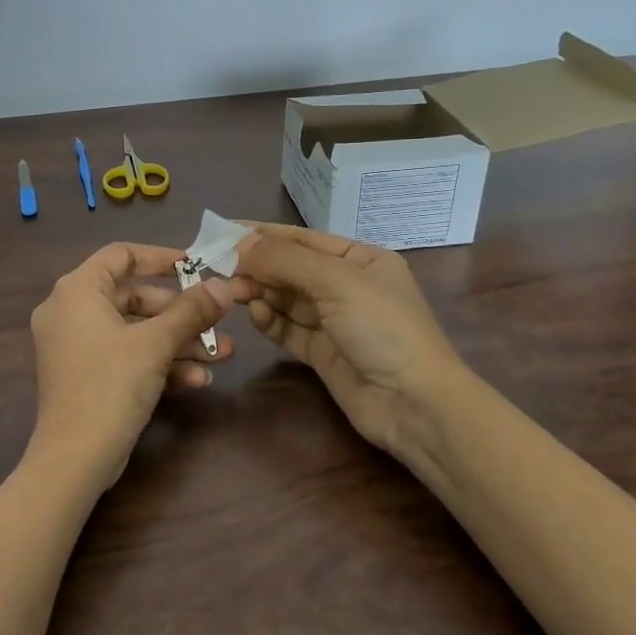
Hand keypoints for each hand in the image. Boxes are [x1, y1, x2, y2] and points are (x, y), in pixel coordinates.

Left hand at [25, 242, 233, 492]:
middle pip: (133, 297)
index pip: (121, 255)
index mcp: (76, 290)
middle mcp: (70, 311)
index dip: (160, 257)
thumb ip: (191, 310)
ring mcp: (75, 345)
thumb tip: (224, 286)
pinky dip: (157, 362)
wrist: (76, 457)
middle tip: (216, 321)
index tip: (196, 265)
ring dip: (178, 342)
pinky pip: (124, 355)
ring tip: (221, 354)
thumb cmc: (111, 384)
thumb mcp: (156, 343)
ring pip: (134, 331)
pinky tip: (197, 380)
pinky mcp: (84, 374)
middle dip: (180, 313)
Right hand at [230, 223, 463, 453]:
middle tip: (221, 268)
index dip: (264, 234)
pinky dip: (270, 320)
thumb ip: (285, 260)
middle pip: (291, 268)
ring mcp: (334, 321)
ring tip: (234, 292)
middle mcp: (347, 286)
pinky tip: (256, 315)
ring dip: (260, 292)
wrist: (414, 404)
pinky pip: (288, 328)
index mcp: (361, 259)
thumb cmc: (382, 328)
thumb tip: (240, 244)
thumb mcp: (336, 281)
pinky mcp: (322, 352)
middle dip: (258, 266)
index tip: (223, 230)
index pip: (303, 239)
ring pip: (286, 298)